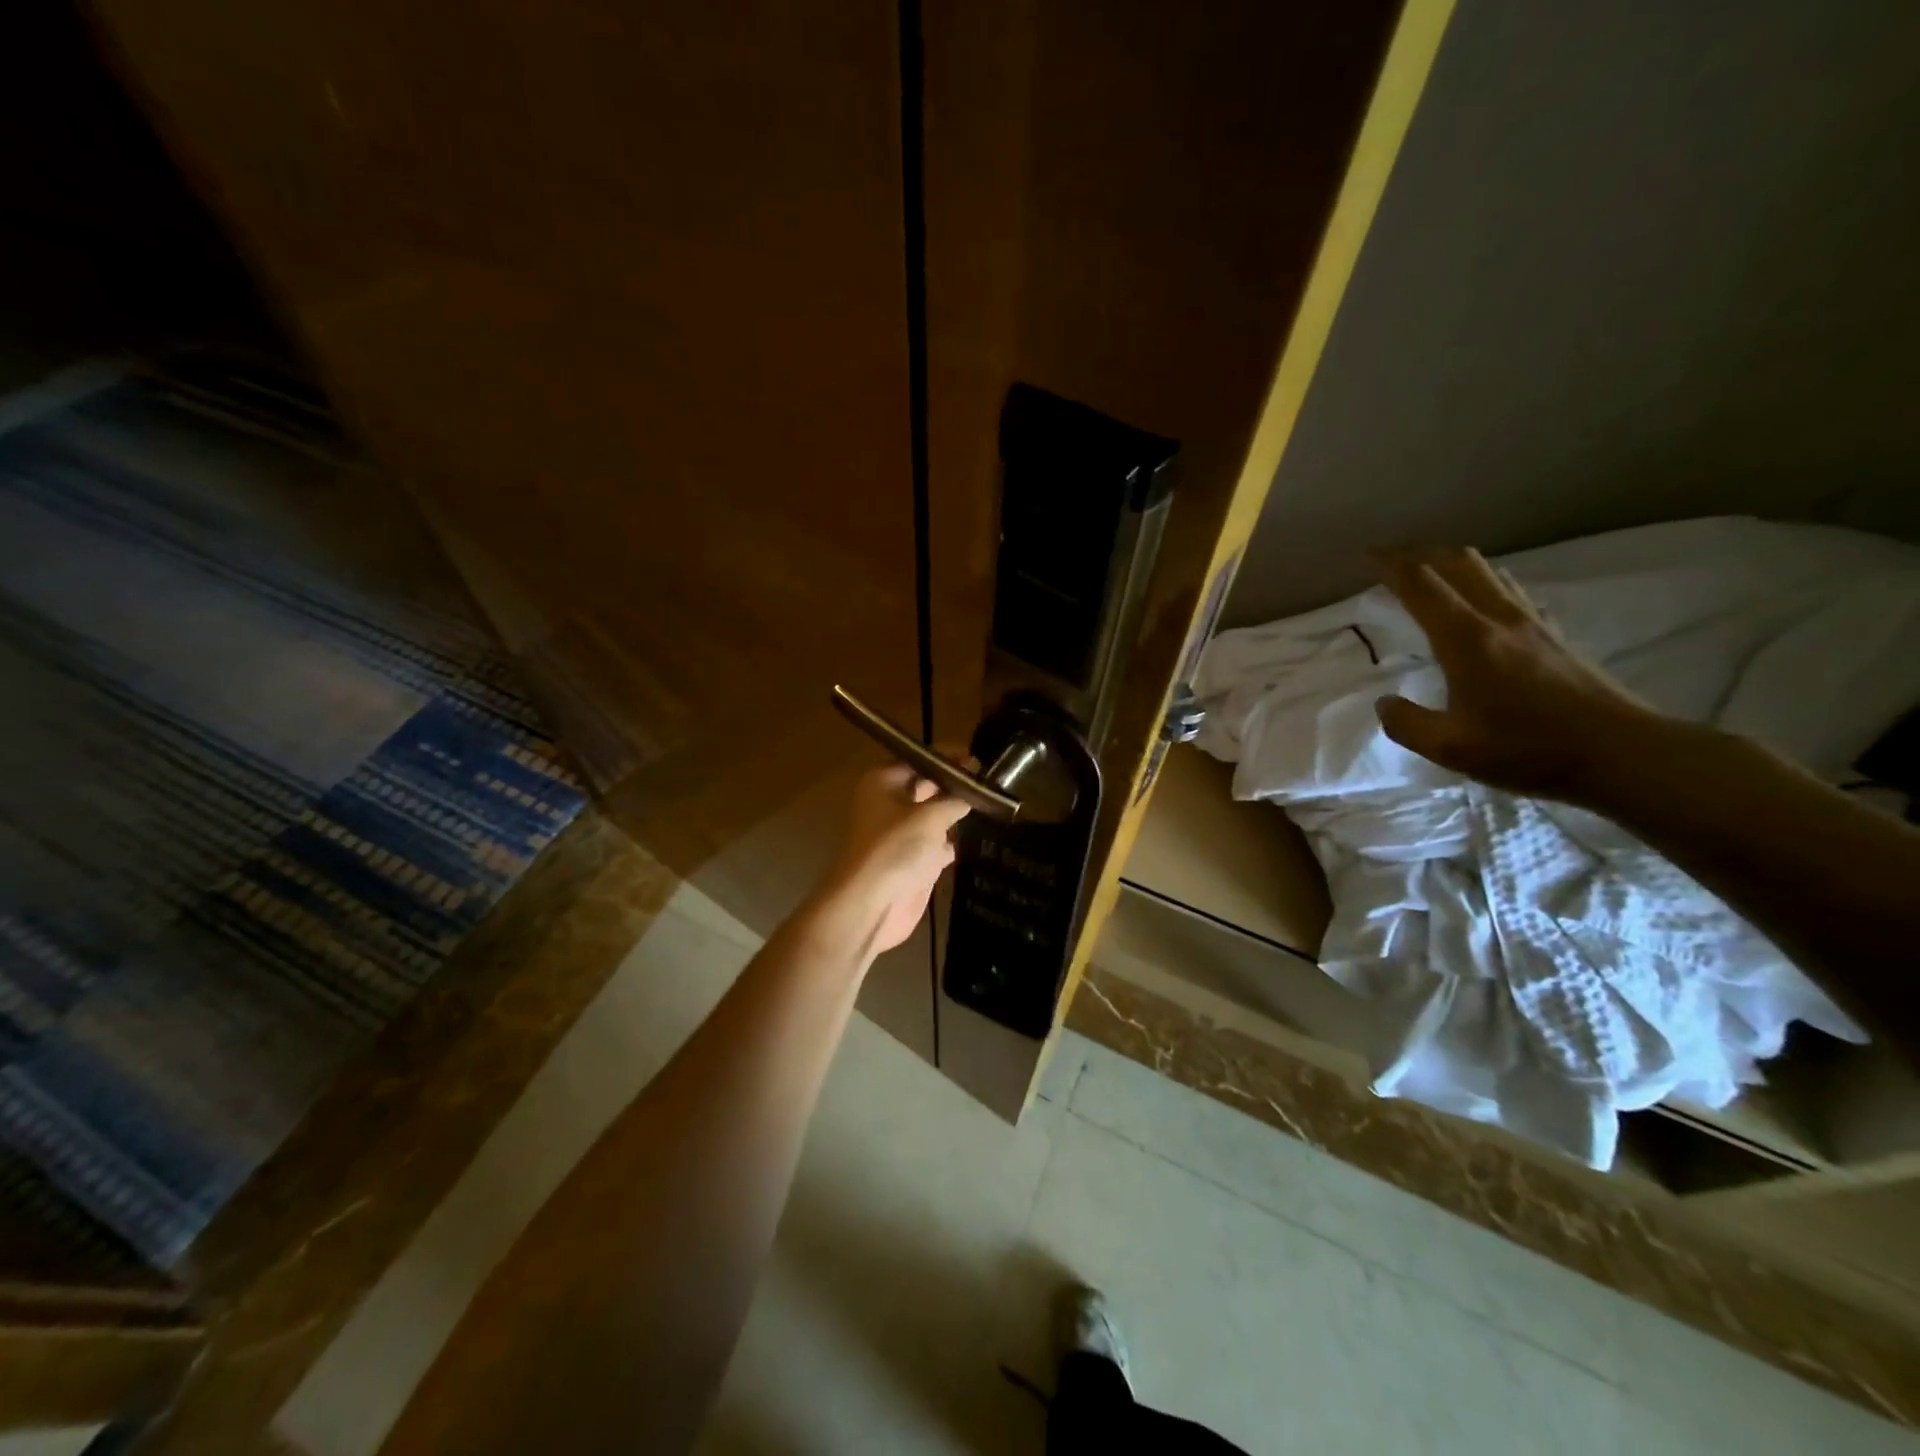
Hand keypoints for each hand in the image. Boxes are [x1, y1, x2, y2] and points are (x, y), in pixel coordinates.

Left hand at [813, 764, 970, 956]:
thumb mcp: (931, 816)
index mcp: (883, 783)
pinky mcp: (911, 861)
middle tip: (989, 780)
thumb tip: (972, 792)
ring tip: (990, 804)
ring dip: (955, 814)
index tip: (977, 758)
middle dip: (954, 785)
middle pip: (926, 787)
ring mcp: (899, 834)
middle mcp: (888, 804)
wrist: (872, 904)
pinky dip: (951, 843)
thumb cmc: (897, 848)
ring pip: (933, 816)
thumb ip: (955, 800)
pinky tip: (976, 838)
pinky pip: (936, 845)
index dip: (947, 758)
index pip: (919, 760)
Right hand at [1374, 547, 1668, 803]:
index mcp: (1466, 639)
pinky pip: (1508, 590)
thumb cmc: (1530, 749)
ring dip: (1449, 564)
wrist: (1623, 753)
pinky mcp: (1553, 635)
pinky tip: (1479, 600)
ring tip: (1427, 574)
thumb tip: (1384, 703)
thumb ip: (1407, 723)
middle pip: (1455, 564)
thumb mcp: (1451, 747)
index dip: (1389, 565)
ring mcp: (1531, 623)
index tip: (1363, 556)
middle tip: (1388, 561)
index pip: (1420, 585)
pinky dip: (1480, 583)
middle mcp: (1498, 618)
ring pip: (1485, 572)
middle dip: (1418, 554)